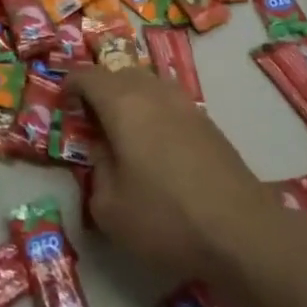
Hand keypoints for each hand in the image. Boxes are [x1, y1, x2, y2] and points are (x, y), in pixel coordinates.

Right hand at [71, 66, 306, 286]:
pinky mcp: (208, 123)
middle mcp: (153, 92)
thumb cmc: (165, 218)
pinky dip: (155, 116)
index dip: (69, 86)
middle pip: (119, 74)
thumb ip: (97, 171)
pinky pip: (170, 104)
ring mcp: (185, 104)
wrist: (242, 232)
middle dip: (101, 91)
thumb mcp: (109, 207)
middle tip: (92, 124)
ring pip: (148, 86)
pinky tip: (158, 151)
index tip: (63, 106)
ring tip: (125, 136)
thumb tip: (103, 153)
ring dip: (131, 101)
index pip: (86, 75)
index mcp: (122, 103)